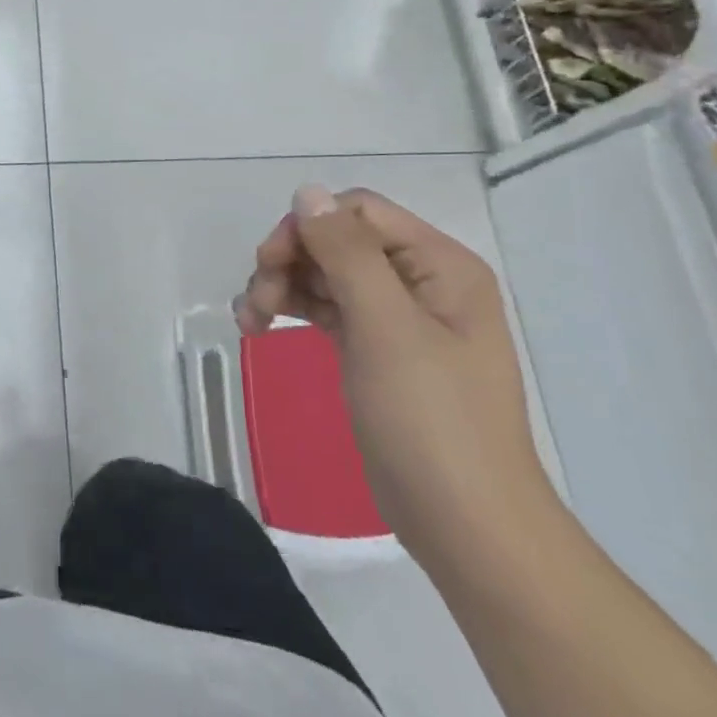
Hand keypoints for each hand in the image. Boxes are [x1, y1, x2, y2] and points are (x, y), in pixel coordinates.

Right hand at [236, 186, 558, 579]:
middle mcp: (420, 281)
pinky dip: (293, 310)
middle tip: (257, 301)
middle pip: (337, 241)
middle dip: (290, 261)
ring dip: (283, 286)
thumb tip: (308, 191)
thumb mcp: (386, 328)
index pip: (358, 213)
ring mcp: (398, 318)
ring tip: (250, 320)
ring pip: (325, 274)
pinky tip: (260, 328)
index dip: (308, 228)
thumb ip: (346, 253)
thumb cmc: (431, 421)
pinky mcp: (377, 350)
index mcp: (439, 265)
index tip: (270, 264)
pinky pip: (327, 309)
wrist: (466, 526)